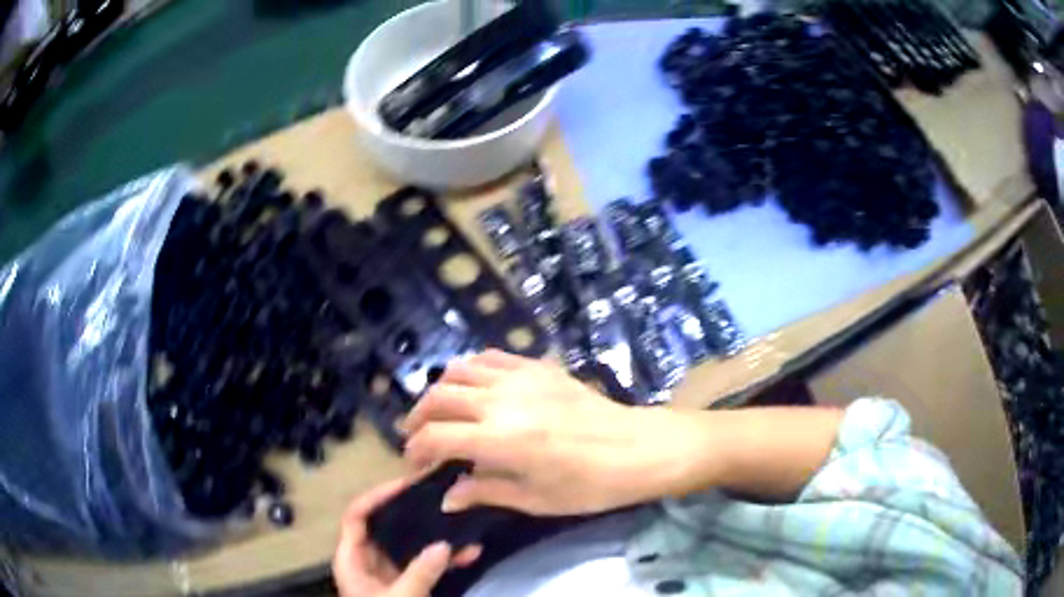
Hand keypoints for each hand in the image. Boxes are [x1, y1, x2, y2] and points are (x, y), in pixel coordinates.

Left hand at [333, 479, 480, 596]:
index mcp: (352, 559)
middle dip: (413, 514)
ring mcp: (388, 573)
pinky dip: (444, 560)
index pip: (357, 516)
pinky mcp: (406, 584)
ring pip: (409, 546)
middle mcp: (367, 560)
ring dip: (435, 538)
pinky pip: (424, 565)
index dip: (376, 497)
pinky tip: (469, 554)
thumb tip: (443, 545)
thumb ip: (420, 573)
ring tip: (462, 524)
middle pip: (385, 527)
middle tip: (439, 498)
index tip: (406, 484)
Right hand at [402, 351, 702, 515]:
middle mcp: (502, 401)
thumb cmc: (591, 485)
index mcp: (500, 440)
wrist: (640, 448)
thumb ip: (486, 492)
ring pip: (460, 370)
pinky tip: (474, 386)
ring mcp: (521, 377)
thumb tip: (447, 497)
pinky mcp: (540, 367)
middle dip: (418, 417)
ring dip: (440, 390)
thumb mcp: (536, 500)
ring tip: (439, 411)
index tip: (414, 464)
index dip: (416, 450)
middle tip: (416, 438)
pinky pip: (492, 357)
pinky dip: (472, 368)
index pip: (436, 437)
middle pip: (439, 397)